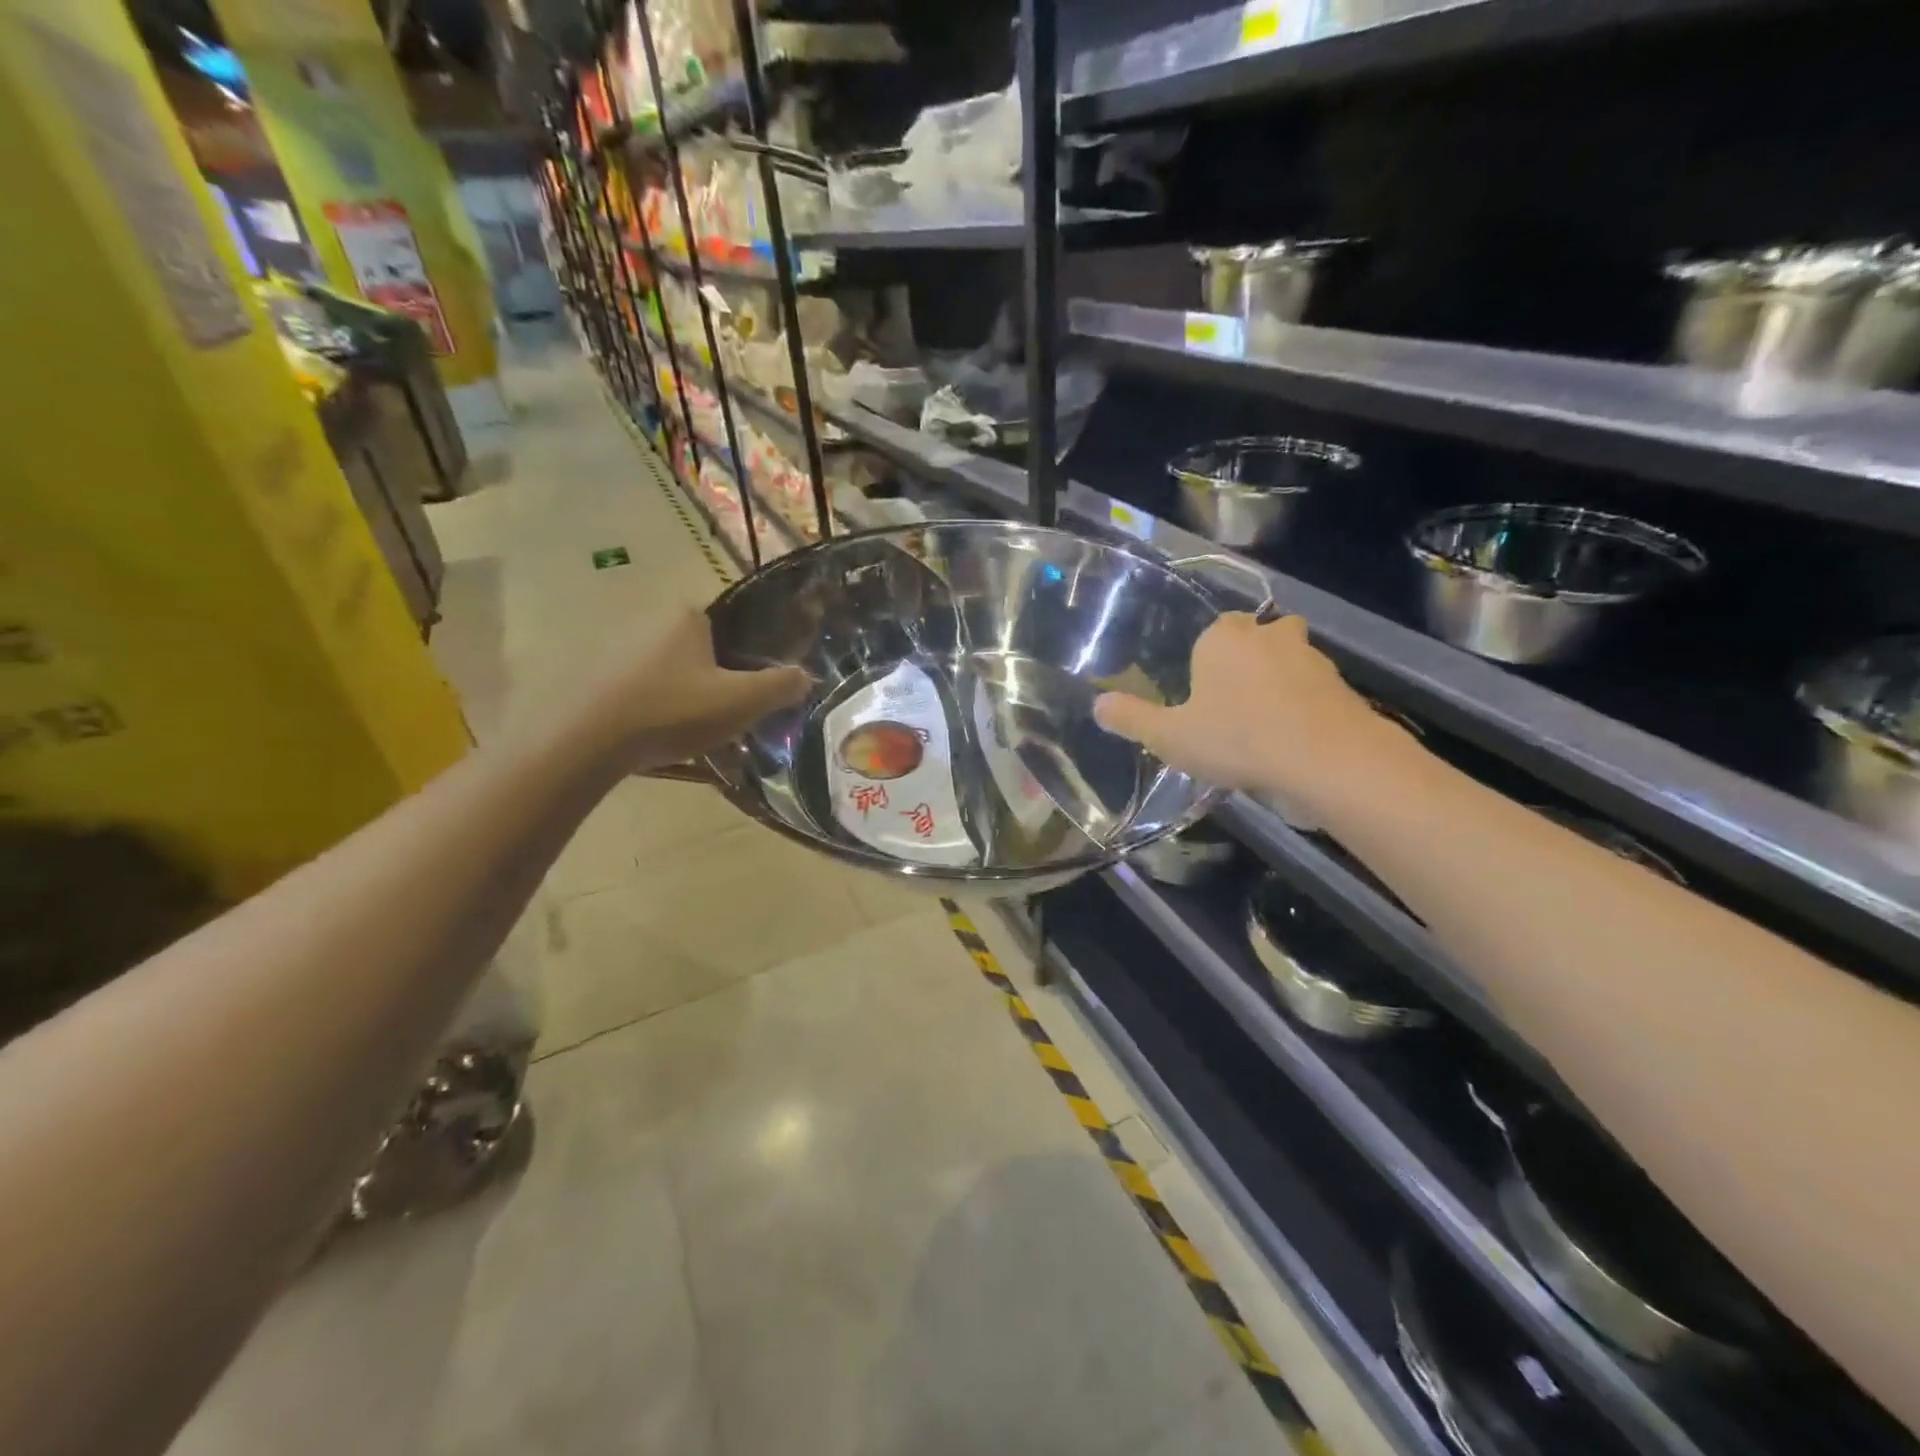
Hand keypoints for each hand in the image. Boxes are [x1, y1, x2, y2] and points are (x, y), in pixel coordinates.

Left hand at [579, 609, 810, 771]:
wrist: (587, 740)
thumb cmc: (673, 710)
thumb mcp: (740, 701)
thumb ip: (779, 686)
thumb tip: (806, 676)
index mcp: (688, 617)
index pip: (732, 625)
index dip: (748, 656)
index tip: (754, 688)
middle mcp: (651, 622)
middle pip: (702, 651)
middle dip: (718, 679)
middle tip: (731, 715)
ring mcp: (619, 650)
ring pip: (671, 673)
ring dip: (686, 697)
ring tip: (698, 732)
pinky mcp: (596, 678)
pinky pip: (643, 690)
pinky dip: (656, 709)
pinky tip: (661, 737)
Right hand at [1094, 614, 1403, 816]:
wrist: (1326, 760)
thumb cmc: (1237, 739)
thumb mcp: (1169, 737)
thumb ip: (1132, 719)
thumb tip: (1097, 704)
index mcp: (1224, 638)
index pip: (1214, 630)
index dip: (1207, 659)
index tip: (1202, 694)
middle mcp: (1269, 635)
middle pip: (1256, 637)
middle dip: (1247, 661)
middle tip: (1233, 703)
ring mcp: (1312, 658)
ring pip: (1289, 660)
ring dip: (1279, 682)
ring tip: (1264, 725)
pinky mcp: (1343, 686)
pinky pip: (1315, 689)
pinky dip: (1306, 706)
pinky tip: (1293, 740)